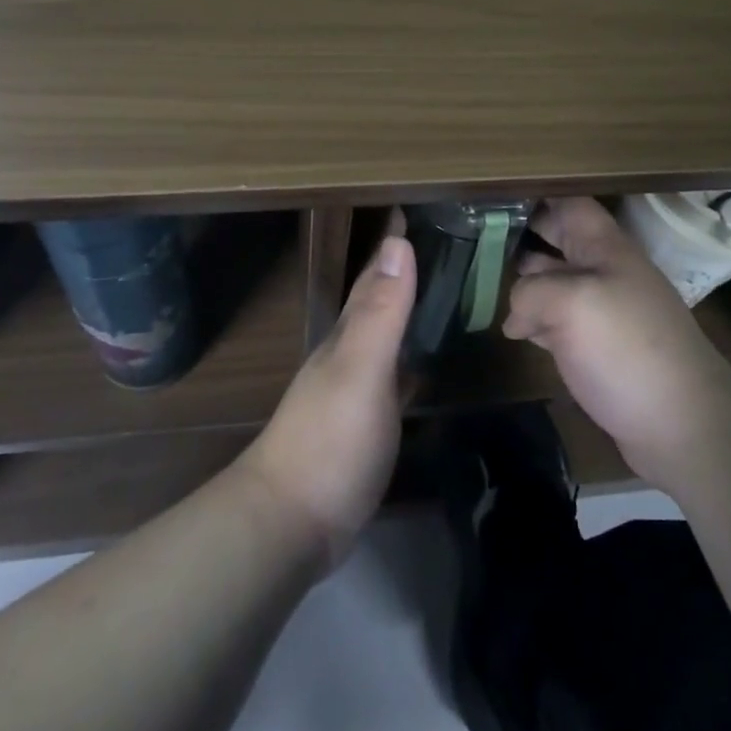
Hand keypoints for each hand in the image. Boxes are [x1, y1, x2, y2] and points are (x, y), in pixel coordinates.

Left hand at [237, 214, 414, 565]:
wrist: (291, 524)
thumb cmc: (330, 439)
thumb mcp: (361, 370)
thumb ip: (381, 311)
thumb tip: (398, 242)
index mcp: (348, 335)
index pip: (374, 275)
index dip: (393, 243)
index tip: (415, 206)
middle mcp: (349, 354)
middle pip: (378, 301)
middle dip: (403, 270)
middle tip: (440, 239)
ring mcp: (354, 391)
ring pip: (385, 336)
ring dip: (406, 310)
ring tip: (440, 288)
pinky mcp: (364, 425)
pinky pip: (393, 375)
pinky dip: (410, 358)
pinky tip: (424, 361)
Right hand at [506, 197, 730, 493]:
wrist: (682, 424)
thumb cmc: (627, 347)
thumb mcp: (571, 303)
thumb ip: (530, 291)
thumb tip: (516, 315)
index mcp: (604, 247)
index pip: (568, 203)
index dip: (535, 195)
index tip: (492, 195)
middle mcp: (603, 271)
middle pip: (557, 239)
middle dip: (520, 235)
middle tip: (475, 236)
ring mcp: (601, 310)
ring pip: (553, 281)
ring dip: (522, 280)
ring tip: (481, 279)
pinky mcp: (596, 348)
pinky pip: (557, 321)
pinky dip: (533, 320)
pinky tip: (511, 328)